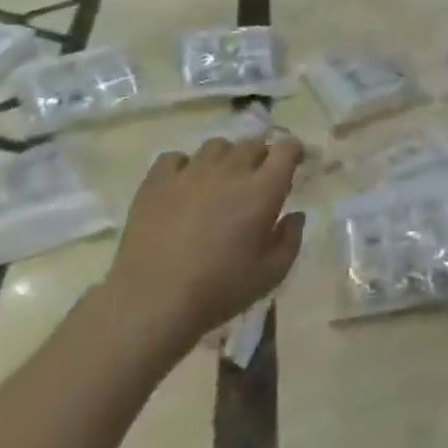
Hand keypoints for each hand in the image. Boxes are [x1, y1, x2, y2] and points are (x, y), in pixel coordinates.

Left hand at [101, 136, 305, 359]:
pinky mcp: (156, 183)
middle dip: (262, 156)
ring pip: (216, 146)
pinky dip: (184, 166)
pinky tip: (183, 185)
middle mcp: (229, 171)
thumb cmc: (219, 290)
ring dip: (225, 158)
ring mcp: (190, 173)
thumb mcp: (271, 274)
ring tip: (220, 180)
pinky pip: (174, 158)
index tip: (295, 163)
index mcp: (262, 190)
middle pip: (252, 144)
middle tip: (258, 179)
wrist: (152, 303)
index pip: (286, 149)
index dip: (294, 151)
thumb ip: (291, 240)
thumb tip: (295, 215)